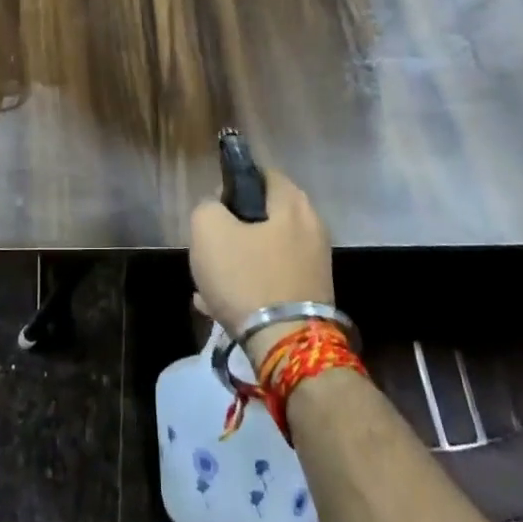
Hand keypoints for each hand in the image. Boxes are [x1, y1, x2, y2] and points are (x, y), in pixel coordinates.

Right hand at [189, 167, 333, 363]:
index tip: (213, 207)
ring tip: (208, 283)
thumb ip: (207, 206)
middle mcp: (312, 227)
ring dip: (237, 262)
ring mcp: (315, 264)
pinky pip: (272, 279)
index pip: (260, 174)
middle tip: (209, 246)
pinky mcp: (312, 296)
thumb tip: (217, 209)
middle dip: (232, 229)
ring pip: (264, 251)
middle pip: (262, 215)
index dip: (232, 184)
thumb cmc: (246, 278)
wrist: (286, 347)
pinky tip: (220, 305)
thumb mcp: (208, 229)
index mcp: (293, 203)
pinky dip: (249, 286)